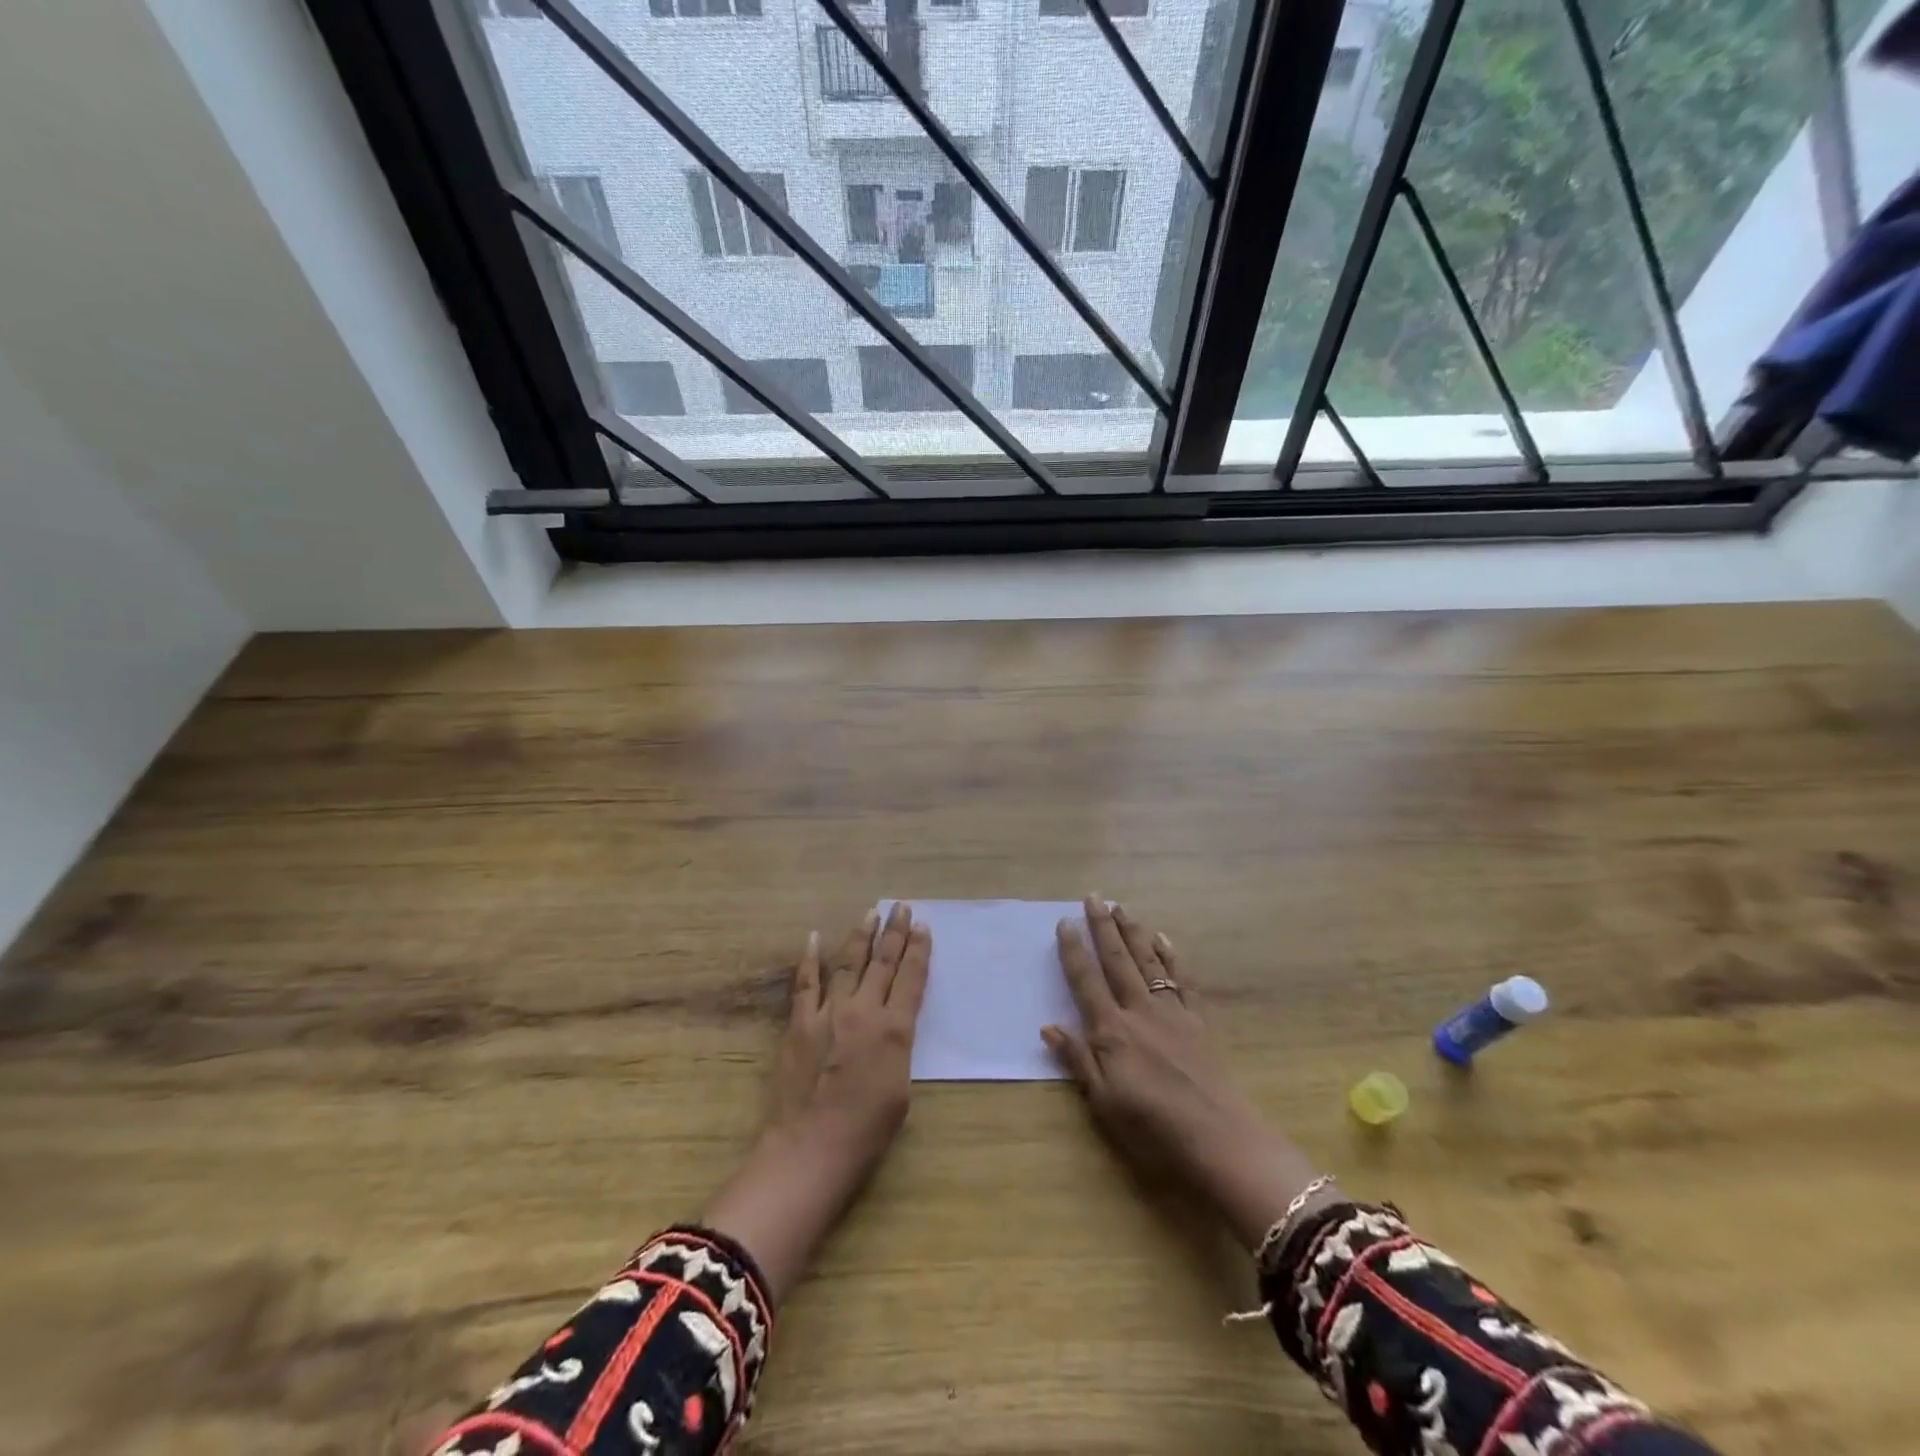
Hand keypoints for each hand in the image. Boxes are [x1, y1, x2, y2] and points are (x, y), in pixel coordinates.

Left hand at [766, 902, 928, 1173]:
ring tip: (871, 912)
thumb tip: (892, 1028)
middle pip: (882, 962)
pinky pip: (805, 983)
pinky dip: (810, 959)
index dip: (919, 950)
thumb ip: (899, 1048)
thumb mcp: (902, 1089)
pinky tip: (814, 938)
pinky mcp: (799, 1023)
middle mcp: (863, 1011)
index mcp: (894, 1029)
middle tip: (902, 907)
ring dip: (860, 936)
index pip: (911, 978)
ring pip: (847, 963)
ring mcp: (828, 1013)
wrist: (810, 1149)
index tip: (923, 926)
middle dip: (894, 932)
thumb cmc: (866, 1131)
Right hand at [1043, 897, 1332, 1251]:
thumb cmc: (1153, 1127)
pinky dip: (1172, 957)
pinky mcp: (1199, 1022)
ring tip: (1122, 908)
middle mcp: (1139, 1011)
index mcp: (1112, 1030)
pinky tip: (1164, 940)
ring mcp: (1172, 1013)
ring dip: (1133, 933)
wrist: (1219, 1138)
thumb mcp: (1104, 1101)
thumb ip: (1078, 1060)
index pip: (1086, 981)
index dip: (1074, 951)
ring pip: (1148, 962)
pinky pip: (1183, 980)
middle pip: (1117, 961)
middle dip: (1103, 927)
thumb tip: (1048, 1026)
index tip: (1065, 922)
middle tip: (1094, 896)